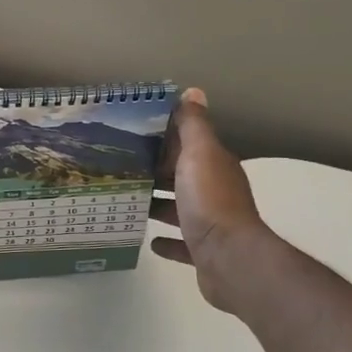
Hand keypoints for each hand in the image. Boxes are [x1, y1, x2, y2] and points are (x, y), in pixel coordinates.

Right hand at [151, 88, 275, 313]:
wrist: (230, 259)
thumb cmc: (210, 201)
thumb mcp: (200, 153)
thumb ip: (194, 125)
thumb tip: (193, 91)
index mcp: (215, 166)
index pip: (189, 145)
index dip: (165, 139)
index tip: (133, 136)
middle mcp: (215, 192)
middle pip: (182, 176)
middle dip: (157, 172)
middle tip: (121, 168)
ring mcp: (211, 224)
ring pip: (180, 209)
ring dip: (159, 205)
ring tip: (129, 200)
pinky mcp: (203, 252)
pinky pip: (182, 243)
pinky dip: (167, 241)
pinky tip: (149, 240)